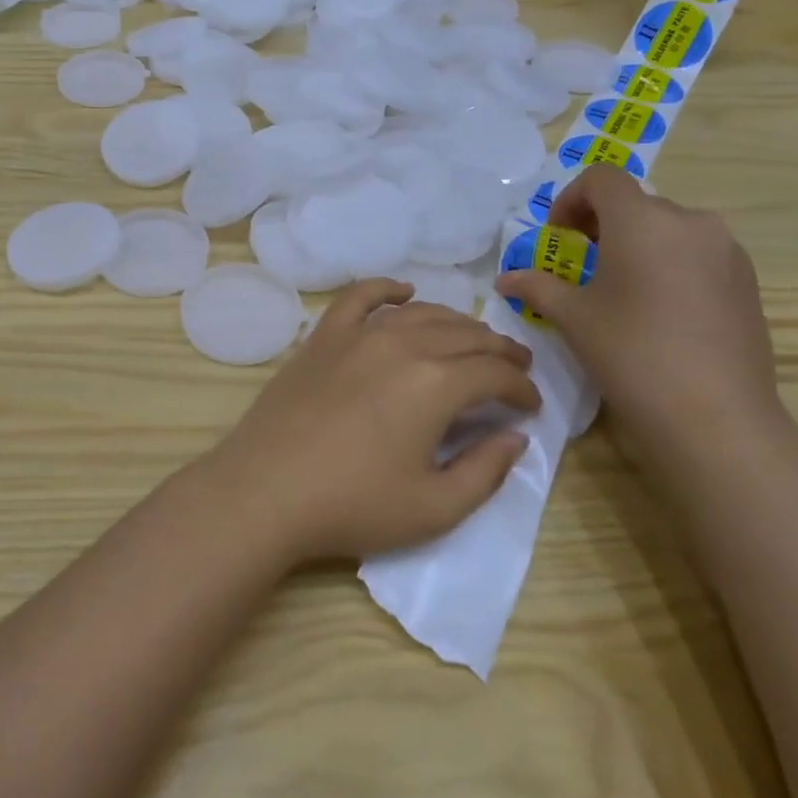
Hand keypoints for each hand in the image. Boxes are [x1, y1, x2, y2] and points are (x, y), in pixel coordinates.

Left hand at [204, 279, 541, 563]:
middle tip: (513, 368)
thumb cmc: (352, 505)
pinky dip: (387, 289)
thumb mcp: (434, 508)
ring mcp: (358, 335)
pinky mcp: (323, 336)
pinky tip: (404, 292)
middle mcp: (401, 345)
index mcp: (435, 384)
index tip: (531, 407)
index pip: (494, 375)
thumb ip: (485, 472)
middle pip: (464, 336)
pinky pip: (360, 297)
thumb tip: (515, 438)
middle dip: (498, 351)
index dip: (521, 389)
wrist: (265, 491)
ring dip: (456, 323)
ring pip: (420, 314)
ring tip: (473, 338)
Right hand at [495, 166, 785, 463]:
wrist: (714, 415)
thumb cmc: (631, 353)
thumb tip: (506, 279)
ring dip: (638, 242)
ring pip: (669, 227)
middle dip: (603, 224)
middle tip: (582, 262)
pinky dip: (670, 262)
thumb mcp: (573, 318)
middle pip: (636, 202)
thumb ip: (537, 287)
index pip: (601, 179)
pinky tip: (659, 308)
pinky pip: (698, 252)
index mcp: (642, 220)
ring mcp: (726, 249)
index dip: (571, 199)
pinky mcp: (748, 279)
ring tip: (621, 287)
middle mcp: (690, 221)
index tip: (559, 236)